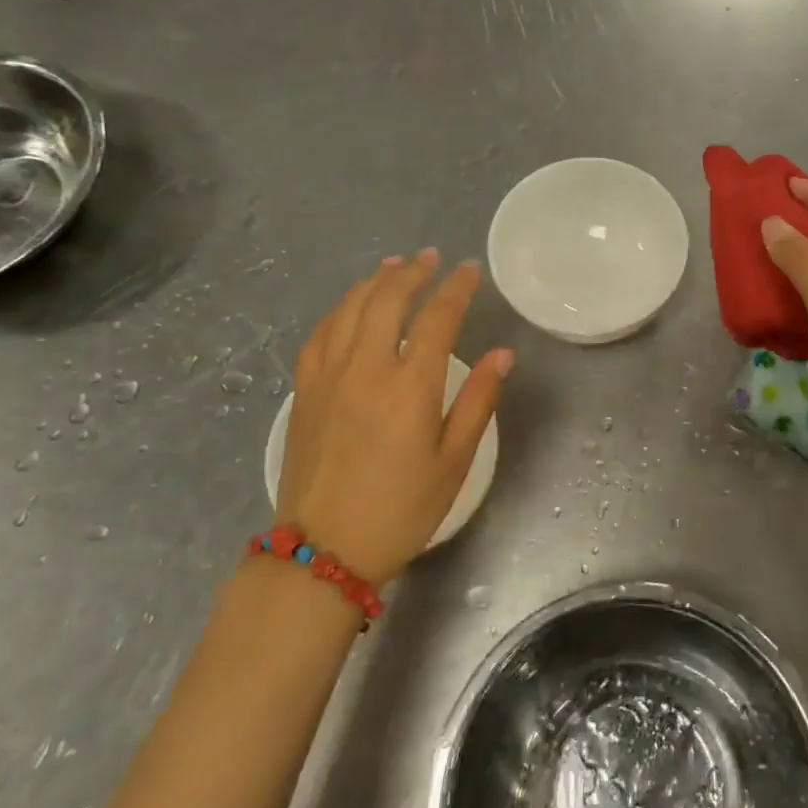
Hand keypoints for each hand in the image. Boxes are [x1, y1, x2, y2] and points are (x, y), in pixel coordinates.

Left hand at [277, 250, 513, 585]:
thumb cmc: (401, 509)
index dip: (456, 288)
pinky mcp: (304, 391)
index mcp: (410, 387)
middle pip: (387, 299)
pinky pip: (320, 333)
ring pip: (350, 309)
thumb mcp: (454, 462)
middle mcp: (365, 369)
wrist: (324, 550)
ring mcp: (328, 376)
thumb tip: (502, 353)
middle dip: (413, 271)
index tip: (470, 271)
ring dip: (374, 281)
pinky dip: (340, 309)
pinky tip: (351, 306)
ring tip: (393, 265)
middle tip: (431, 257)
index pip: (437, 317)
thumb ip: (478, 401)